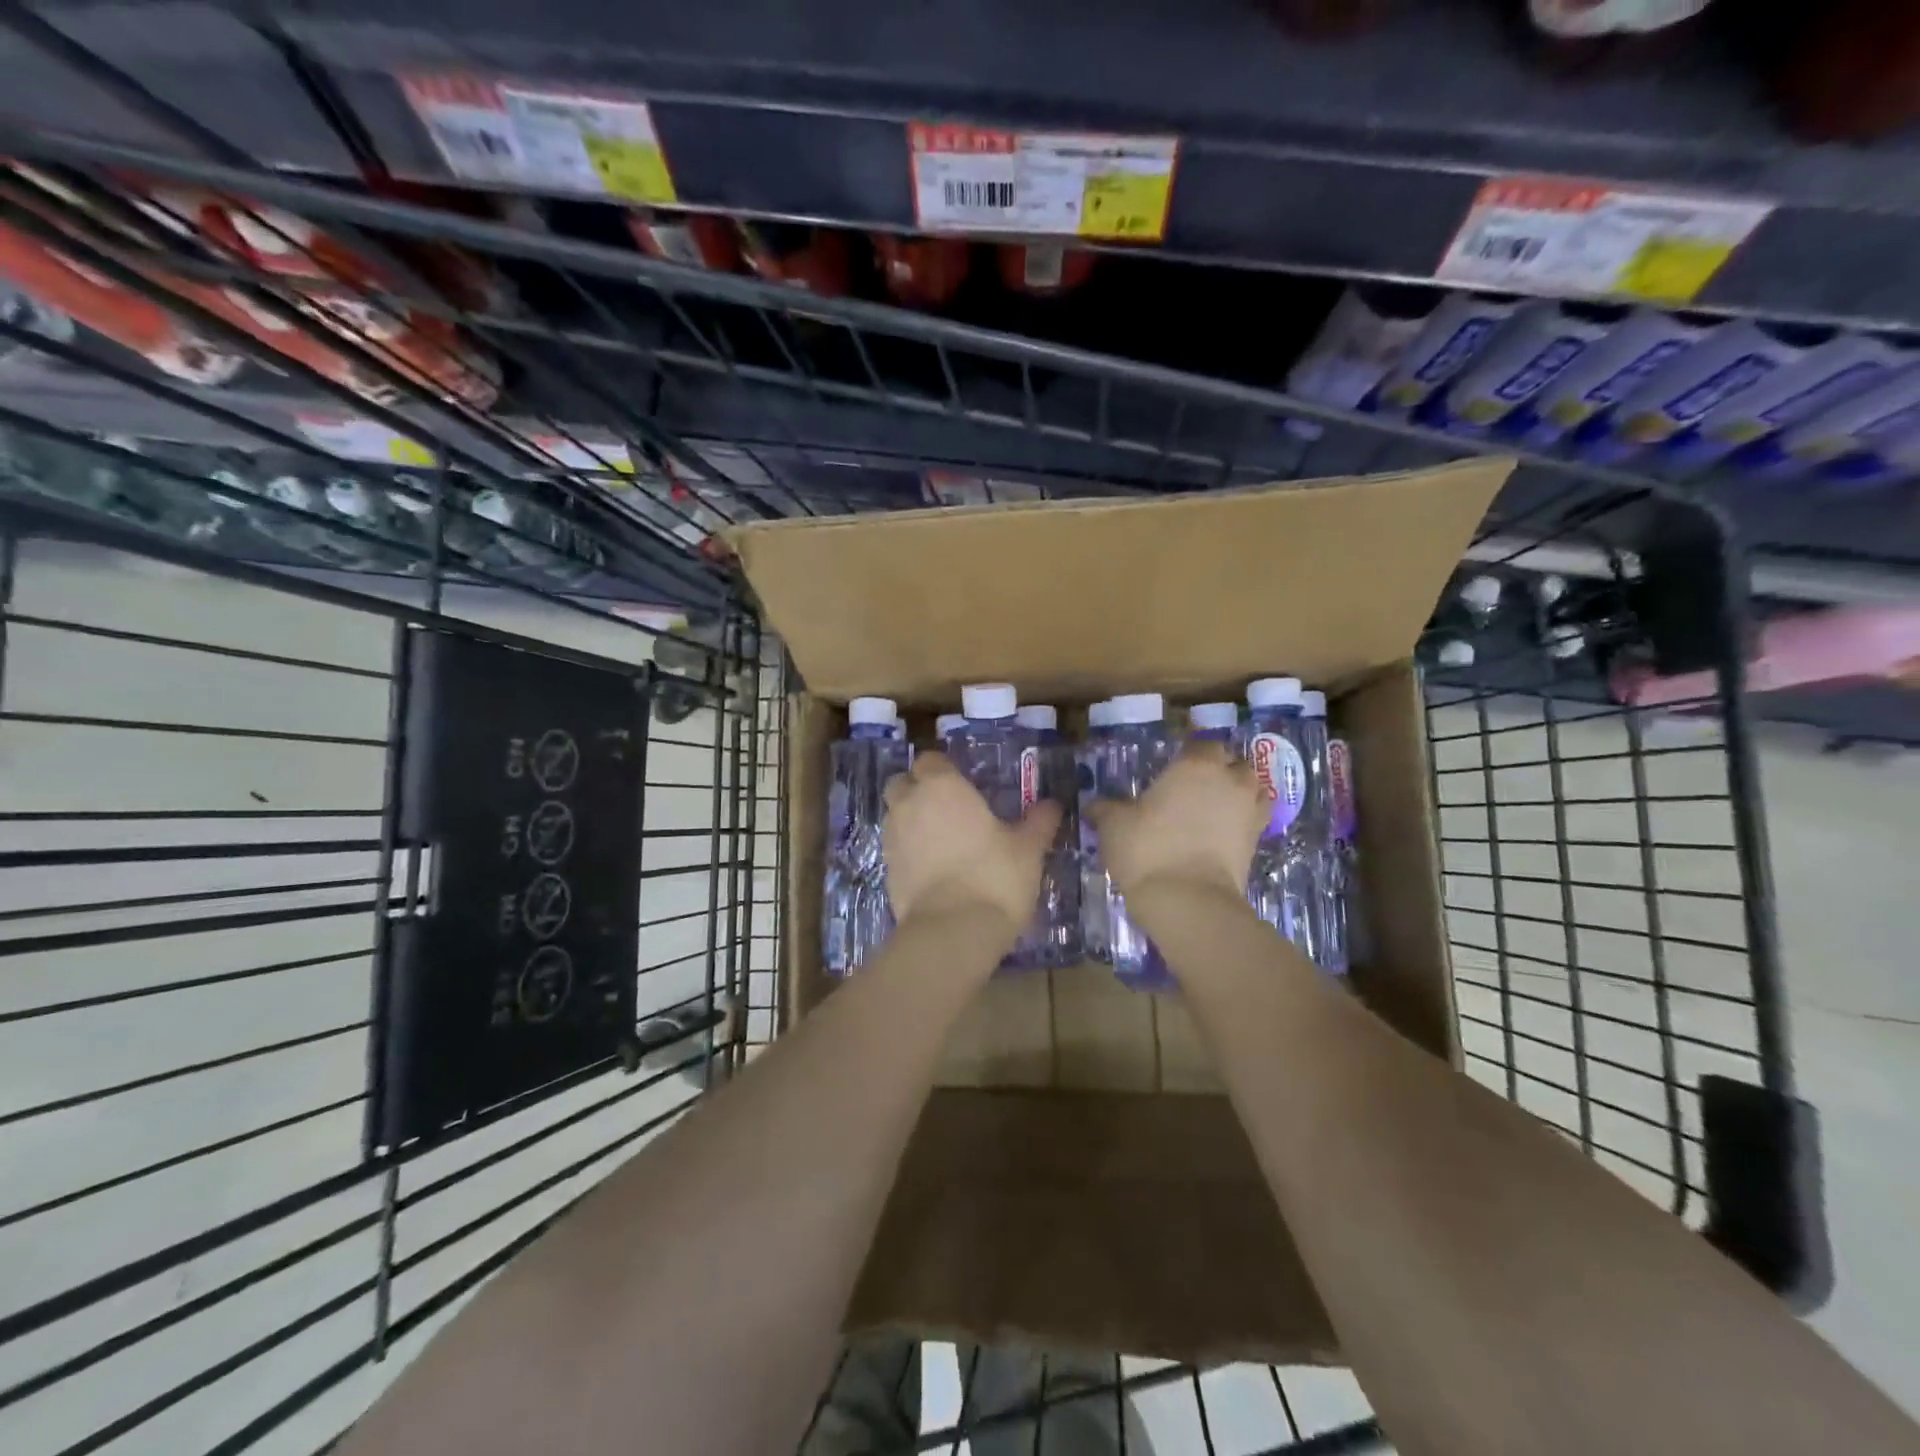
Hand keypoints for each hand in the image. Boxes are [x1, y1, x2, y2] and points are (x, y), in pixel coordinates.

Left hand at [883, 752, 1061, 938]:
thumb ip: (1038, 822)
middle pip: (903, 782)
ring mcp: (892, 837)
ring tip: (942, 839)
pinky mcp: (886, 869)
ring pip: (895, 814)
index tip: (963, 783)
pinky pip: (895, 847)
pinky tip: (934, 868)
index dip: (944, 768)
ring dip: (912, 819)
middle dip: (919, 788)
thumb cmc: (995, 876)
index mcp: (942, 786)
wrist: (952, 930)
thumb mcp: (1028, 849)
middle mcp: (909, 804)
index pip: (931, 760)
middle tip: (948, 807)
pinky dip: (909, 850)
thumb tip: (1053, 804)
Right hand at [1087, 740, 1266, 903]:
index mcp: (1196, 765)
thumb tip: (1095, 805)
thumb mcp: (1113, 825)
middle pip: (1234, 763)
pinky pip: (1254, 819)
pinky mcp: (1257, 843)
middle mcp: (1229, 781)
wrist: (1187, 901)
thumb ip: (1106, 809)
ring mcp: (1249, 811)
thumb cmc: (1147, 850)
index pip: (1202, 743)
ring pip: (1252, 789)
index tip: (1174, 764)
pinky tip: (1223, 830)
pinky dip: (1243, 819)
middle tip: (1193, 785)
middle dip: (1219, 769)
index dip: (1190, 751)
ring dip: (1238, 791)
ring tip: (1215, 805)